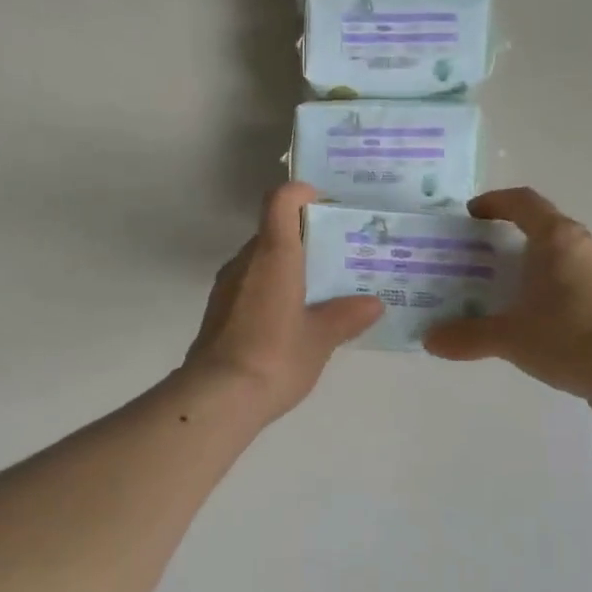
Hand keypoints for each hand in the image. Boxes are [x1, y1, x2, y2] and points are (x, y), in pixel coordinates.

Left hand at [184, 183, 382, 419]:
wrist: (217, 398)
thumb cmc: (275, 357)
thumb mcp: (321, 338)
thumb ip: (347, 316)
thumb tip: (373, 304)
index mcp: (273, 255)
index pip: (280, 200)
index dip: (301, 193)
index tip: (325, 205)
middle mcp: (245, 261)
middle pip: (273, 230)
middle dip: (305, 236)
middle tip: (338, 255)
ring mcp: (227, 286)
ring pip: (260, 260)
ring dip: (288, 265)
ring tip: (320, 289)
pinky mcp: (218, 311)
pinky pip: (250, 284)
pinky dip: (272, 288)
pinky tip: (292, 318)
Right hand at [423, 187, 591, 397]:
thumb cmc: (568, 338)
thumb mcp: (510, 338)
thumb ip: (468, 336)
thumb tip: (430, 340)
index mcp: (558, 239)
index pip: (524, 202)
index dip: (495, 202)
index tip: (472, 214)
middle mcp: (587, 246)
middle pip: (546, 230)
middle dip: (513, 241)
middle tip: (484, 261)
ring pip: (566, 258)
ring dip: (538, 269)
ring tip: (510, 294)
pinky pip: (581, 284)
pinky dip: (558, 293)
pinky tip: (543, 323)